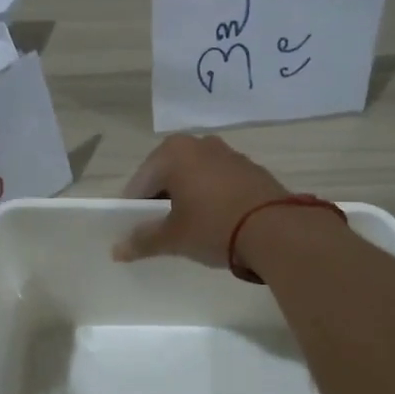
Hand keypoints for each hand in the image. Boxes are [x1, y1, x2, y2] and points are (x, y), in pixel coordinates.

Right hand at [113, 134, 291, 266]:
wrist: (277, 230)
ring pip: (194, 177)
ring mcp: (228, 153)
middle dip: (160, 201)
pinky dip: (210, 197)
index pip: (139, 182)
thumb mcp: (173, 238)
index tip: (134, 232)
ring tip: (188, 228)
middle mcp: (199, 143)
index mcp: (173, 152)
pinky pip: (218, 182)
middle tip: (159, 231)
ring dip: (186, 198)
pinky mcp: (250, 168)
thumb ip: (142, 241)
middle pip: (167, 175)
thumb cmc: (214, 226)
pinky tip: (215, 222)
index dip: (132, 209)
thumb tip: (117, 250)